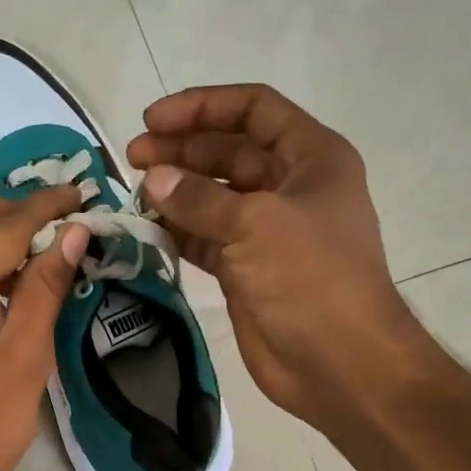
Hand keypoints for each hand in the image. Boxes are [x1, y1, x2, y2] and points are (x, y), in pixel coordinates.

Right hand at [126, 84, 426, 430]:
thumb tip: (153, 179)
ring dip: (174, 193)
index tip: (153, 120)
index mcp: (311, 159)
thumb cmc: (311, 280)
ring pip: (212, 197)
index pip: (254, 110)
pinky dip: (176, 232)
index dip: (203, 107)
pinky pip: (204, 238)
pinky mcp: (245, 269)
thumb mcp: (257, 226)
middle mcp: (288, 187)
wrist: (338, 363)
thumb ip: (200, 199)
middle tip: (132, 159)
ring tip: (133, 196)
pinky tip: (146, 230)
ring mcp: (266, 230)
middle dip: (181, 151)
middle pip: (228, 152)